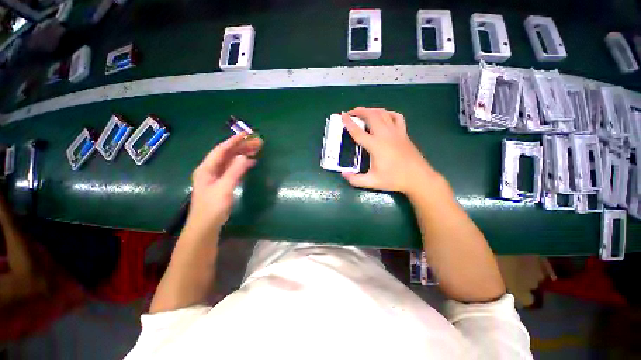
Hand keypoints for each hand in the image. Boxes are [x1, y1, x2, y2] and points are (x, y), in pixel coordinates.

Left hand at [184, 133, 261, 236]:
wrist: (206, 225)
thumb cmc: (213, 207)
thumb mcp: (224, 188)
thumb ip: (234, 171)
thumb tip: (244, 156)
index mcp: (207, 168)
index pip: (221, 150)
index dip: (233, 141)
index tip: (246, 134)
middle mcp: (211, 169)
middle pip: (227, 154)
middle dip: (241, 147)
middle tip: (257, 143)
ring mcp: (216, 176)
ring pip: (231, 161)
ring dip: (243, 155)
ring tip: (256, 150)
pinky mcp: (222, 182)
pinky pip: (233, 169)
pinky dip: (242, 164)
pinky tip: (251, 162)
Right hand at [341, 107, 441, 195]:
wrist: (418, 178)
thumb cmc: (395, 180)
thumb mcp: (372, 182)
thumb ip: (356, 180)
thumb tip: (344, 174)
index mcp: (376, 146)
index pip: (358, 131)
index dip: (349, 122)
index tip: (342, 115)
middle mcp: (385, 135)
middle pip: (371, 116)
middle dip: (360, 111)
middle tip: (351, 113)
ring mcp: (396, 132)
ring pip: (383, 113)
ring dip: (371, 110)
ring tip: (364, 113)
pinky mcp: (404, 133)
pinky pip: (396, 117)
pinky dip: (388, 113)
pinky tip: (384, 116)